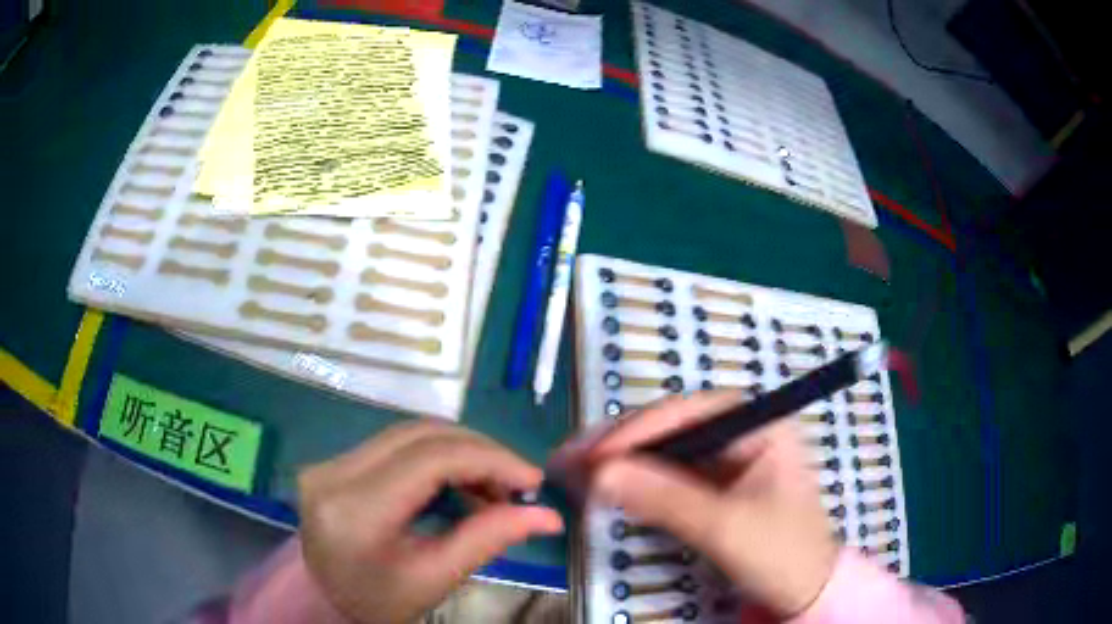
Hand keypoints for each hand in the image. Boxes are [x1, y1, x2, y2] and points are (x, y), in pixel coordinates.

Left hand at [298, 420, 563, 623]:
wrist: (324, 599)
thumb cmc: (379, 602)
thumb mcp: (435, 578)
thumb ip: (489, 539)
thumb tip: (548, 515)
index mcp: (356, 510)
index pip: (431, 459)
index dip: (489, 459)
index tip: (531, 479)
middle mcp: (335, 472)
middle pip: (422, 435)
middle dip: (480, 451)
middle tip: (517, 483)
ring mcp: (330, 461)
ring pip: (411, 433)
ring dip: (461, 451)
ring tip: (492, 487)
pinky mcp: (335, 460)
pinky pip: (397, 444)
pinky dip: (438, 456)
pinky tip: (458, 483)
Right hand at [584, 392, 837, 617]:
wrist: (804, 592)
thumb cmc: (781, 554)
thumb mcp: (725, 528)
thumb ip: (665, 499)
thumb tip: (598, 473)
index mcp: (760, 425)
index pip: (690, 412)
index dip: (638, 430)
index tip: (593, 456)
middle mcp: (742, 432)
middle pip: (672, 426)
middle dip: (620, 444)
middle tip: (569, 459)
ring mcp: (727, 459)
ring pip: (664, 450)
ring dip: (620, 461)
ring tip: (573, 470)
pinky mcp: (713, 486)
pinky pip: (667, 475)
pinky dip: (634, 482)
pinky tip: (603, 486)